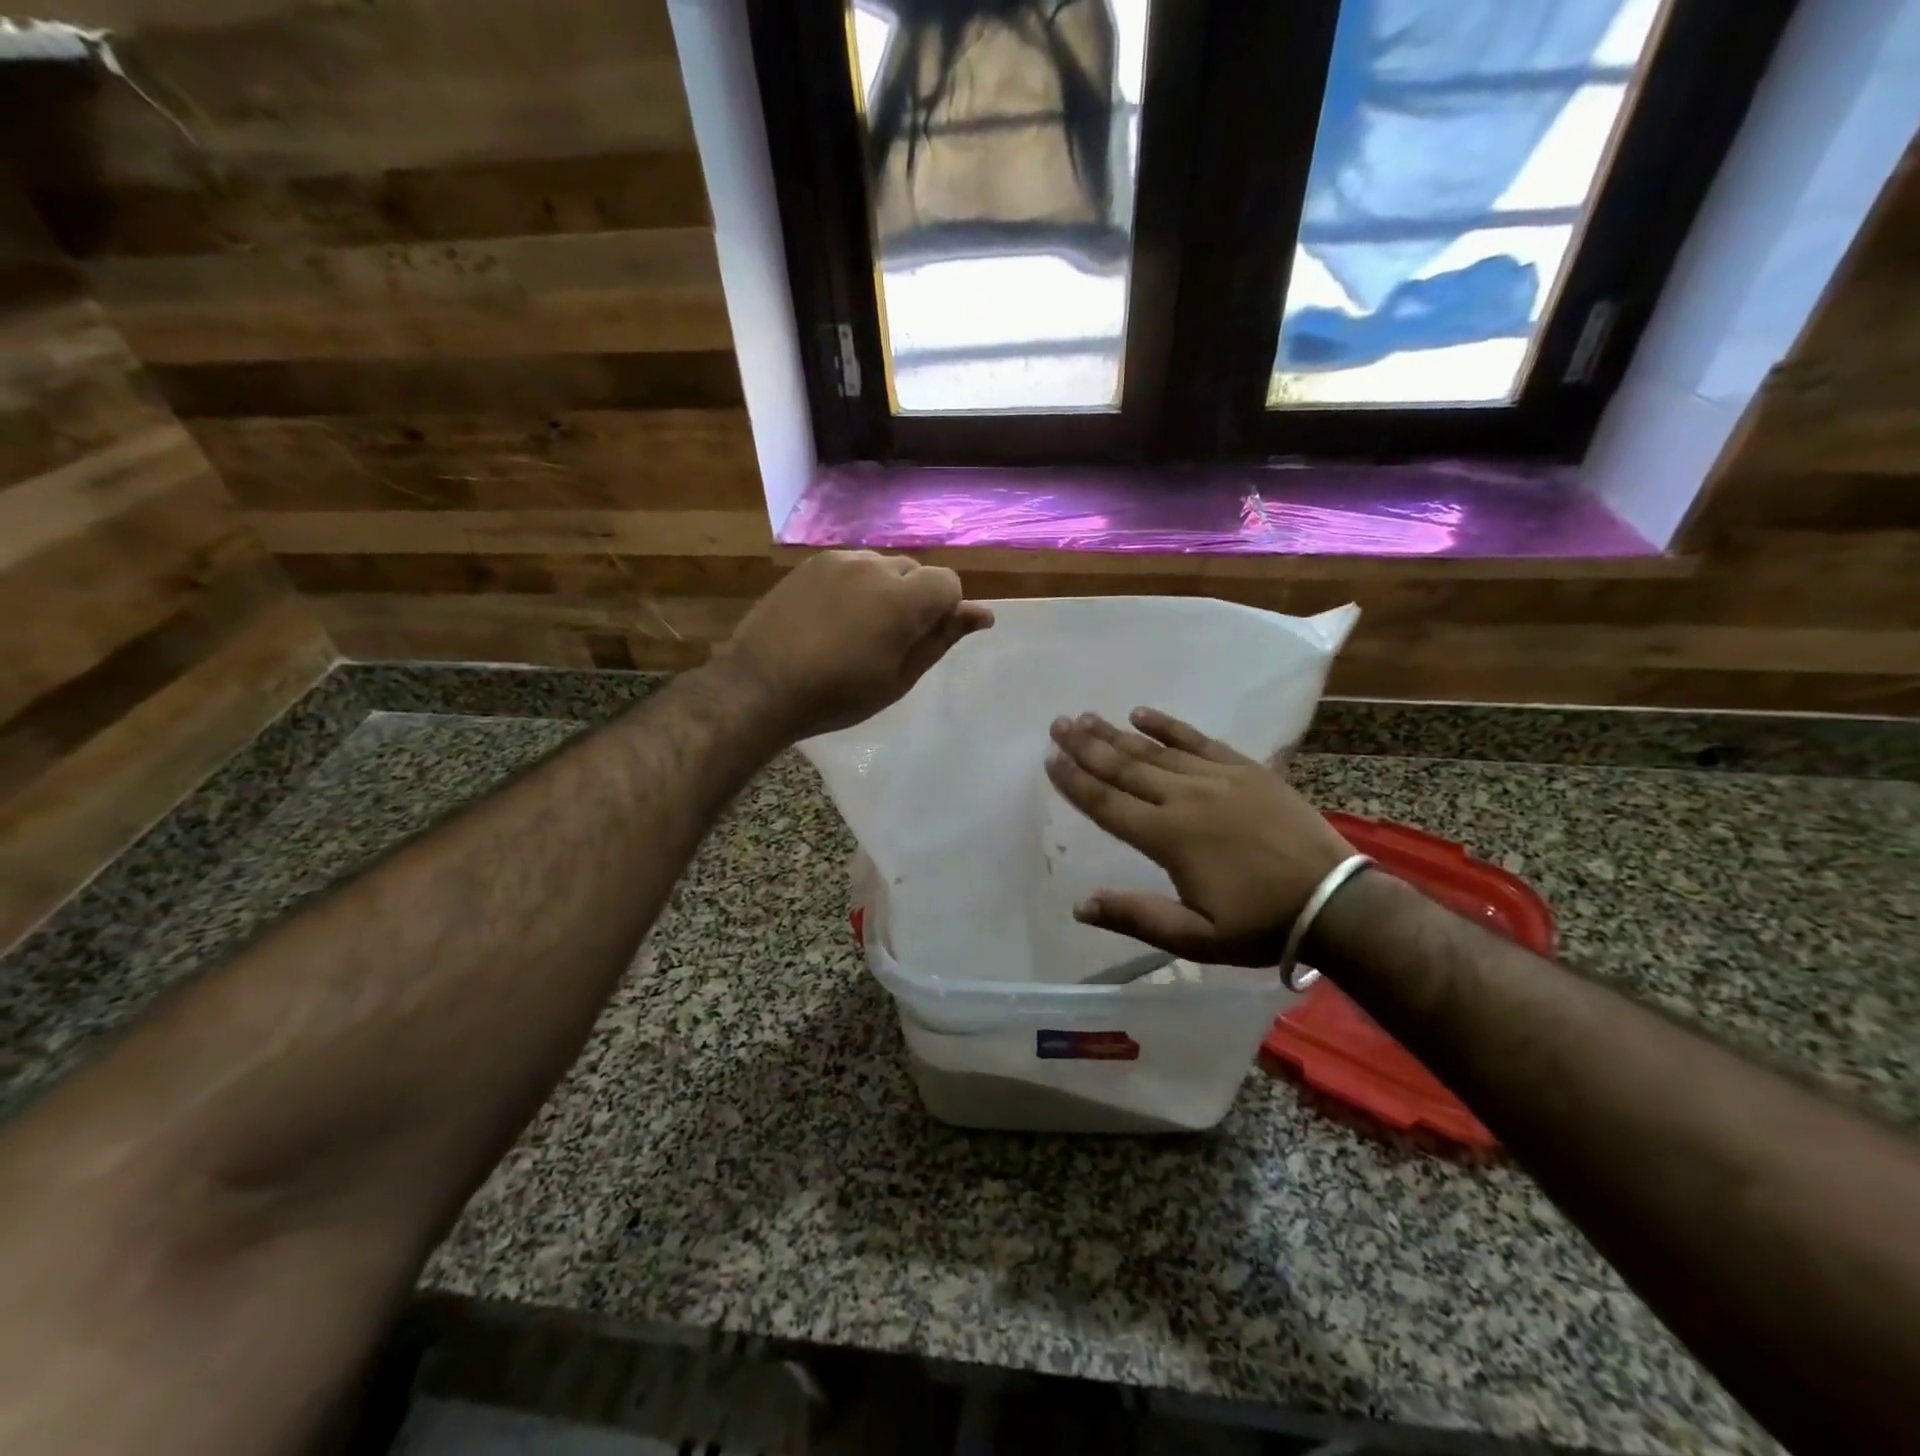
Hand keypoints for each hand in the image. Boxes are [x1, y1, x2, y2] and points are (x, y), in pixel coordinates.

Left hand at [719, 550, 993, 741]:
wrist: (761, 686)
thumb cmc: (837, 695)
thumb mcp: (899, 678)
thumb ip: (941, 639)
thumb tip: (982, 614)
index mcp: (901, 599)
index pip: (948, 582)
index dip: (944, 610)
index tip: (922, 640)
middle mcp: (873, 567)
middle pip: (915, 571)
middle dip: (914, 599)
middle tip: (889, 641)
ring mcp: (838, 561)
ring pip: (882, 566)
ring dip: (885, 590)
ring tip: (858, 629)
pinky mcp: (812, 564)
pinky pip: (852, 566)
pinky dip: (856, 586)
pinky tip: (834, 618)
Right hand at [1045, 709, 1354, 965]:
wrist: (1334, 902)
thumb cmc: (1259, 924)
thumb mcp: (1195, 938)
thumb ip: (1136, 917)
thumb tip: (1080, 905)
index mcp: (1169, 838)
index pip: (1108, 804)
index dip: (1075, 782)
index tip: (1050, 760)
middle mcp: (1185, 799)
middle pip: (1125, 768)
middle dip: (1087, 746)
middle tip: (1059, 724)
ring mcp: (1218, 779)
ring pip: (1156, 751)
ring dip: (1117, 734)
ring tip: (1088, 717)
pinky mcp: (1246, 769)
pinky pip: (1199, 740)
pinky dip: (1169, 726)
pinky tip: (1143, 713)